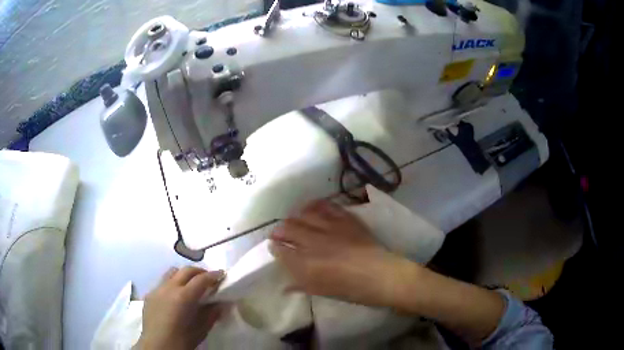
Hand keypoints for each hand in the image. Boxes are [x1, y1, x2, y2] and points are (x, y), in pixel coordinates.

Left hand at [136, 267, 225, 349]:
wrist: (157, 346)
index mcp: (183, 296)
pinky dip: (172, 283)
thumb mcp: (201, 329)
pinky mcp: (149, 294)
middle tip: (208, 278)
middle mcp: (169, 287)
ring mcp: (157, 289)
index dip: (213, 275)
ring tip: (191, 285)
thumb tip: (221, 303)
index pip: (201, 279)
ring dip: (184, 275)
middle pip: (186, 270)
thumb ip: (211, 314)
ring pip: (172, 273)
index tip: (222, 274)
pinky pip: (163, 283)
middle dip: (199, 272)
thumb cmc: (182, 340)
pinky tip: (175, 296)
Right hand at [269, 200, 412, 306]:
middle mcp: (314, 242)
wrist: (381, 275)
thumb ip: (301, 285)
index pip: (281, 251)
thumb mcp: (322, 291)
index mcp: (306, 263)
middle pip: (288, 228)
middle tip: (278, 233)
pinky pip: (326, 206)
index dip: (275, 247)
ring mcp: (330, 227)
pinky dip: (315, 205)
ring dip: (294, 217)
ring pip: (304, 215)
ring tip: (293, 220)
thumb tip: (285, 286)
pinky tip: (311, 208)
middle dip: (279, 230)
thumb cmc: (351, 289)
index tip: (274, 246)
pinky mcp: (345, 218)